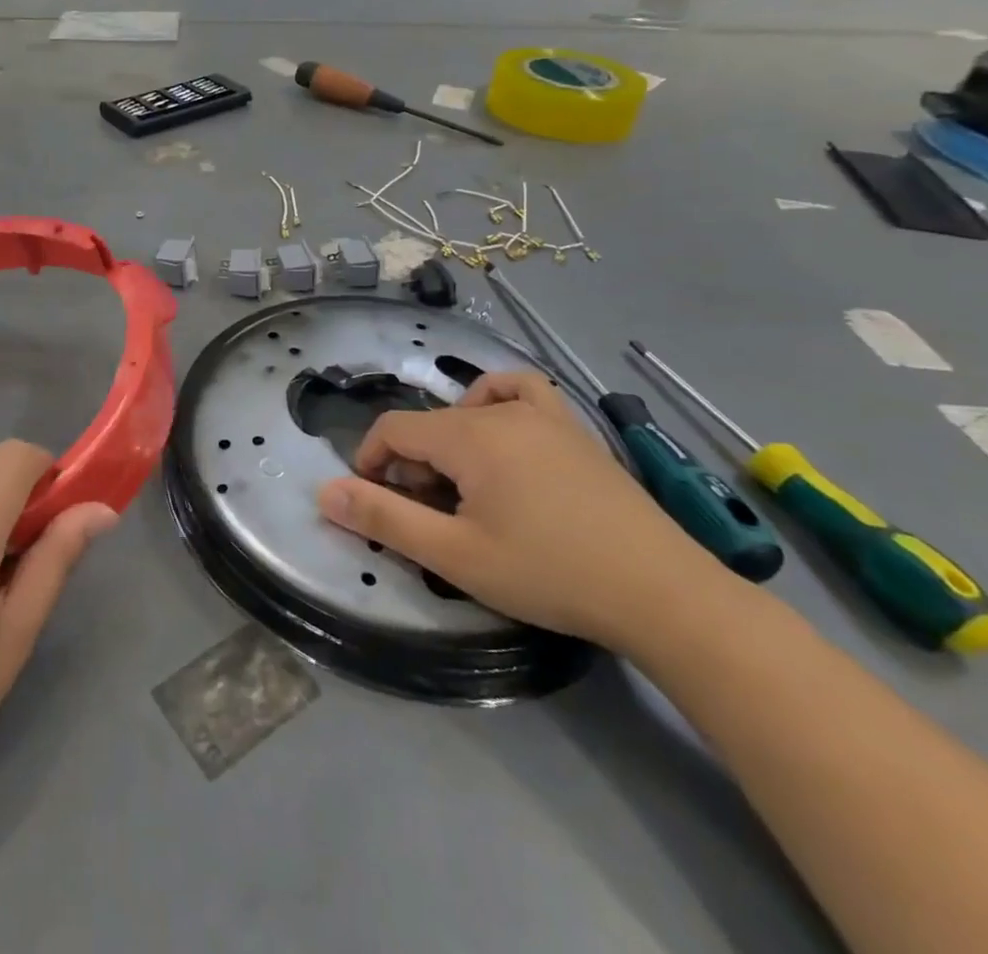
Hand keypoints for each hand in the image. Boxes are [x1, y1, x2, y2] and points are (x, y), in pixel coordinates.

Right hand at [315, 372, 722, 648]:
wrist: (663, 594)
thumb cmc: (550, 574)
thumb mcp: (455, 555)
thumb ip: (384, 519)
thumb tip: (324, 492)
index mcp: (469, 436)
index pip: (394, 429)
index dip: (371, 462)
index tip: (375, 504)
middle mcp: (502, 412)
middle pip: (431, 424)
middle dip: (412, 465)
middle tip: (429, 517)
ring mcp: (545, 416)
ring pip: (471, 408)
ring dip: (449, 440)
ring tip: (462, 483)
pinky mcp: (576, 431)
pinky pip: (523, 393)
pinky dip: (499, 403)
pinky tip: (504, 436)